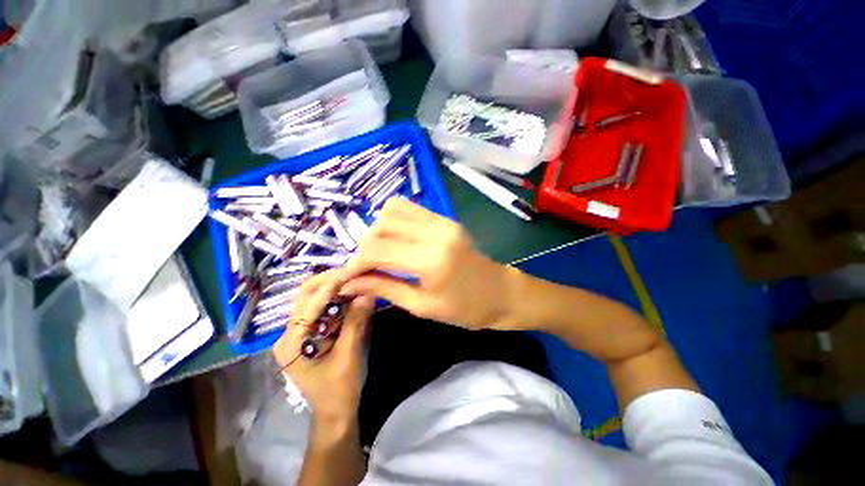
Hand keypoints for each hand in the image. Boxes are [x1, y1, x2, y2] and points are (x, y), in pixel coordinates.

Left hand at [272, 270, 374, 426]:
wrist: (335, 414)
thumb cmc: (339, 391)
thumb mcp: (349, 356)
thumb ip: (356, 323)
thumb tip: (368, 293)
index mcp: (292, 343)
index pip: (310, 304)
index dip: (331, 286)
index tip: (352, 271)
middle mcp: (290, 334)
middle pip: (306, 296)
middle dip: (330, 281)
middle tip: (354, 272)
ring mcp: (299, 333)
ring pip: (314, 300)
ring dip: (335, 288)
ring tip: (356, 279)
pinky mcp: (310, 334)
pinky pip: (323, 310)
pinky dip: (338, 300)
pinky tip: (353, 295)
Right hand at [341, 198, 518, 330]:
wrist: (501, 293)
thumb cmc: (466, 309)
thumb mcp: (422, 306)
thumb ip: (384, 289)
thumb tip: (350, 284)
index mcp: (430, 259)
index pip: (377, 249)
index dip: (356, 262)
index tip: (350, 277)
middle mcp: (435, 232)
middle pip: (382, 224)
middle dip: (366, 246)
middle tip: (367, 267)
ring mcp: (442, 221)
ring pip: (393, 209)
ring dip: (379, 229)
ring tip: (382, 252)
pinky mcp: (445, 219)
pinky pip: (411, 208)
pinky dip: (395, 220)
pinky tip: (397, 239)